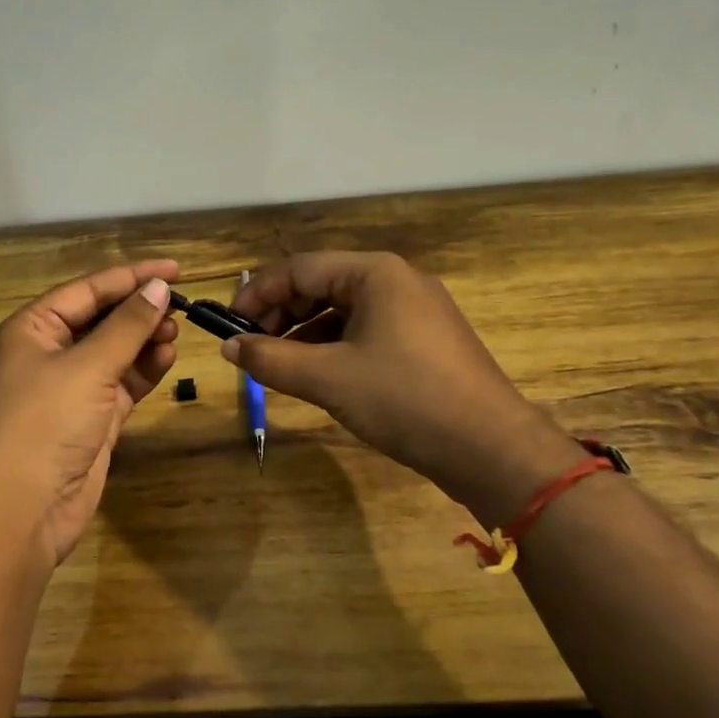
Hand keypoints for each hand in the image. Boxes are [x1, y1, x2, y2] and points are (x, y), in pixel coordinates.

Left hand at [0, 260, 179, 567]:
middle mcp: (48, 353)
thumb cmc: (45, 423)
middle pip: (101, 319)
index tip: (175, 270)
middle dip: (139, 311)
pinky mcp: (90, 419)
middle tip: (181, 307)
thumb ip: (127, 326)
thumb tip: (159, 288)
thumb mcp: (88, 367)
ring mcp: (69, 388)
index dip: (131, 277)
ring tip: (177, 332)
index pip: (88, 290)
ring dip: (144, 341)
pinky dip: (143, 371)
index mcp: (32, 329)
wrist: (22, 509)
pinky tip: (167, 358)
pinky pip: (121, 383)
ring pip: (114, 352)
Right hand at [225, 252, 576, 525]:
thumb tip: (228, 347)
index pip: (298, 268)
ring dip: (303, 333)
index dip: (256, 294)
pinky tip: (318, 375)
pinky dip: (333, 347)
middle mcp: (397, 280)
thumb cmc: (404, 400)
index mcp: (375, 273)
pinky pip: (365, 331)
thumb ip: (270, 359)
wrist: (490, 448)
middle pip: (320, 284)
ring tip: (278, 366)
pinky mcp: (425, 340)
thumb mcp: (327, 379)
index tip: (228, 326)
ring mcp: (416, 310)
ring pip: (342, 310)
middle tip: (251, 349)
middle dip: (280, 314)